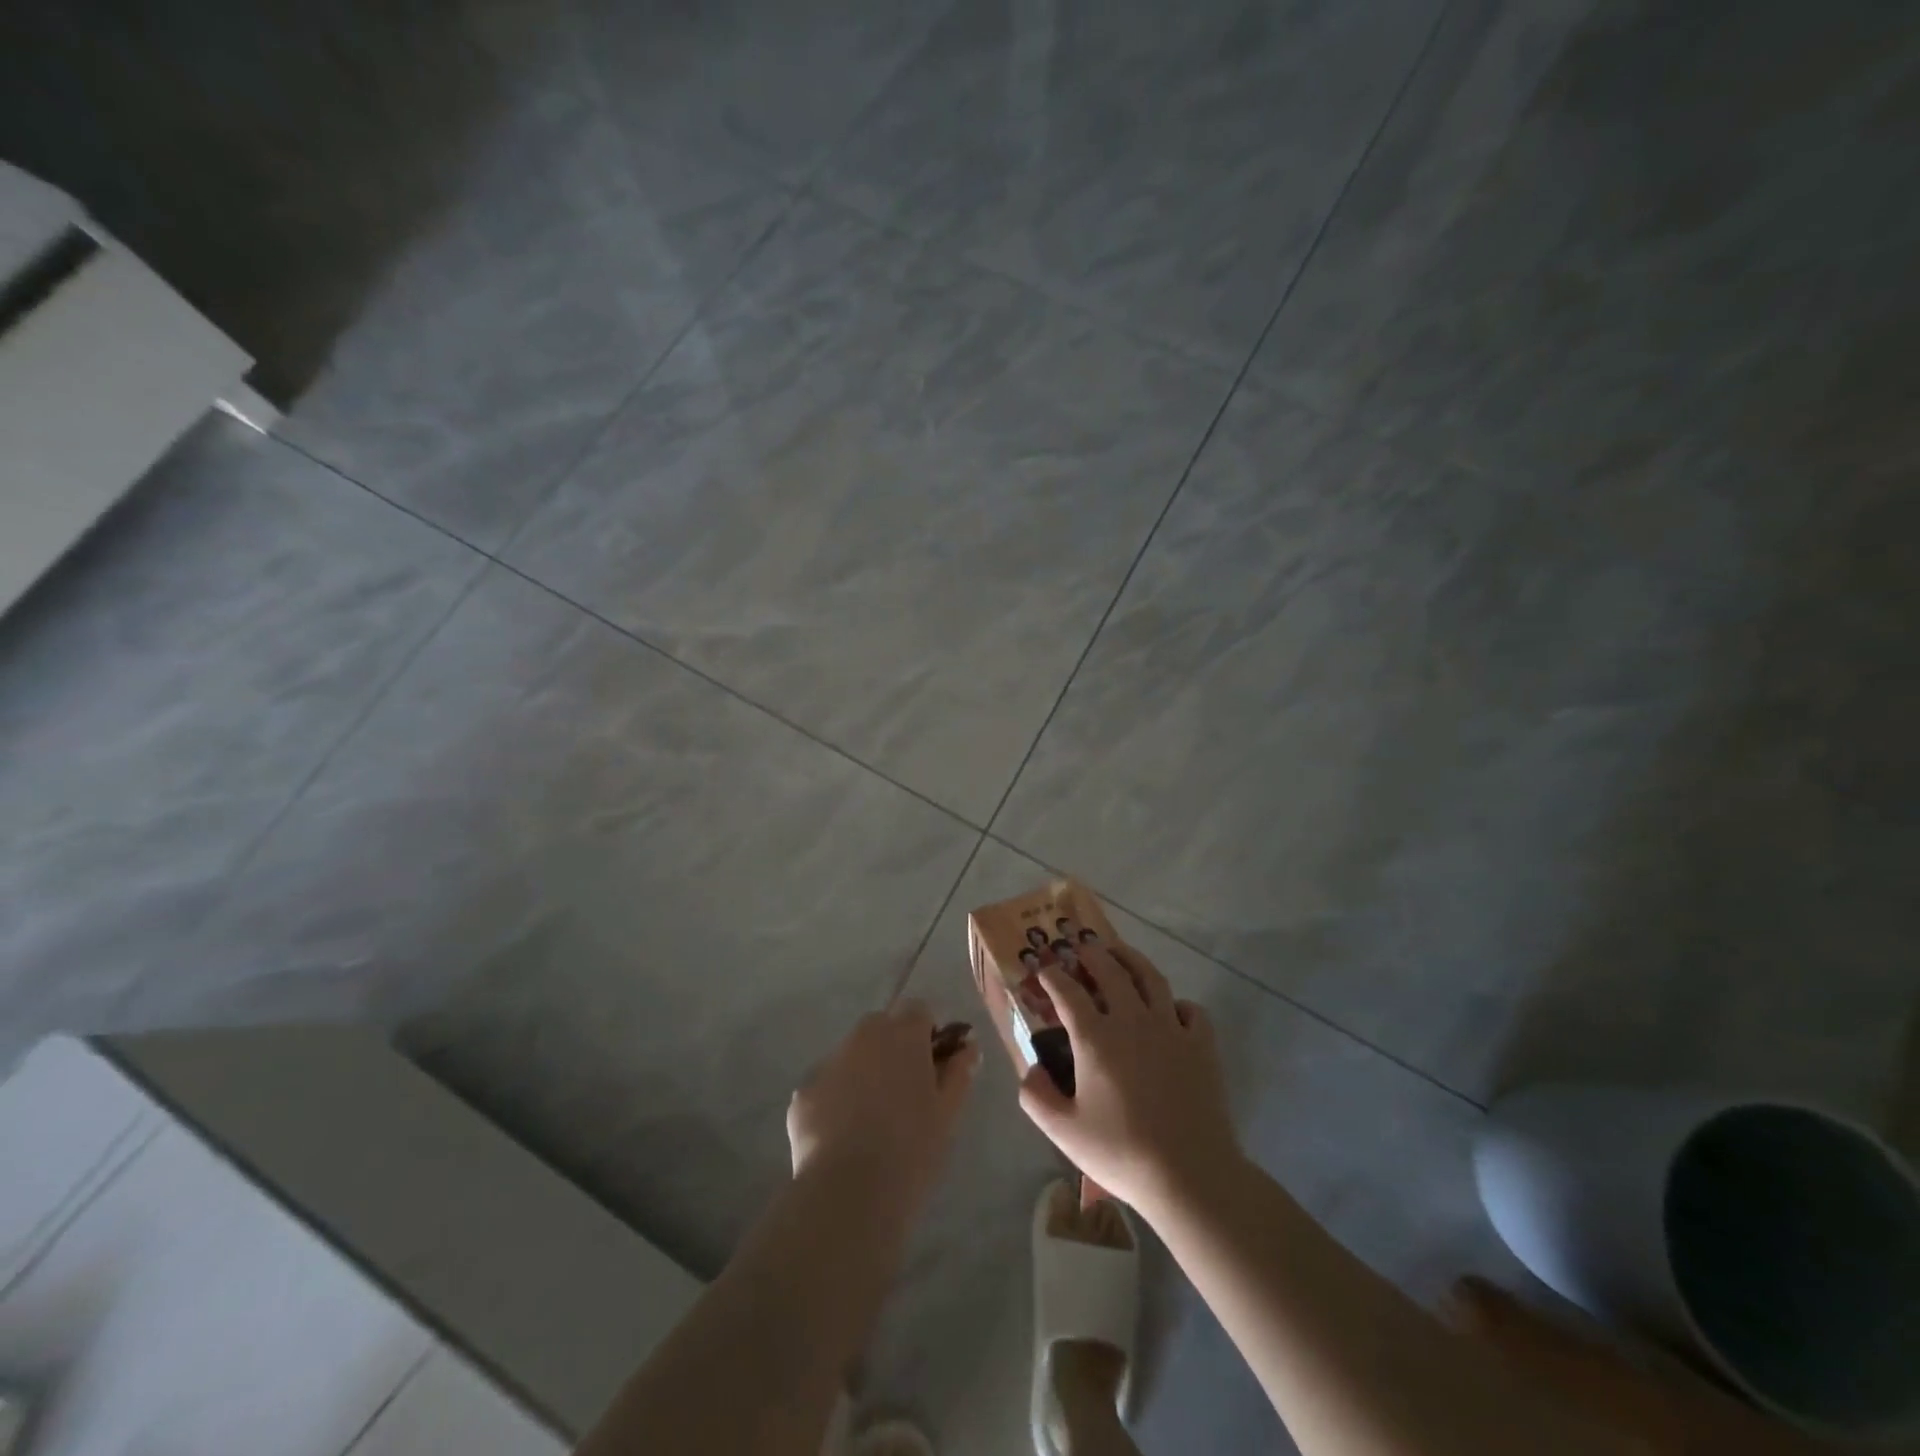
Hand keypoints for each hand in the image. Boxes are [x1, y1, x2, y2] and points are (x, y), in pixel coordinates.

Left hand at [788, 1000, 980, 1216]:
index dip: (928, 1035)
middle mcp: (863, 1036)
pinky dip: (837, 1099)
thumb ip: (960, 1072)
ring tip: (873, 1120)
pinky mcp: (803, 1092)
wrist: (848, 1193)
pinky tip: (843, 1136)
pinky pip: (827, 1085)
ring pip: (852, 1054)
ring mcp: (829, 1062)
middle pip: (882, 1026)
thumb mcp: (948, 1113)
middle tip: (905, 1093)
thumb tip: (969, 1046)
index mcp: (903, 1034)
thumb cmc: (911, 1149)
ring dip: (864, 1071)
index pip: (919, 1010)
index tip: (934, 1067)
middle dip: (894, 1048)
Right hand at [1018, 942, 1241, 1215]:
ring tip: (1120, 953)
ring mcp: (1171, 1028)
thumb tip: (1031, 1069)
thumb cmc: (1122, 1152)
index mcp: (1095, 1037)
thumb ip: (1036, 1096)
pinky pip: (1190, 1009)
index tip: (1044, 972)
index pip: (1067, 991)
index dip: (1052, 977)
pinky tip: (1170, 1009)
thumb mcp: (1064, 1132)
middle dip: (1091, 955)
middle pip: (1110, 971)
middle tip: (1081, 948)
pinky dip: (1177, 1002)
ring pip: (1150, 978)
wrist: (1190, 1175)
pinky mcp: (1201, 1044)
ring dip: (1131, 959)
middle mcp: (1132, 1020)